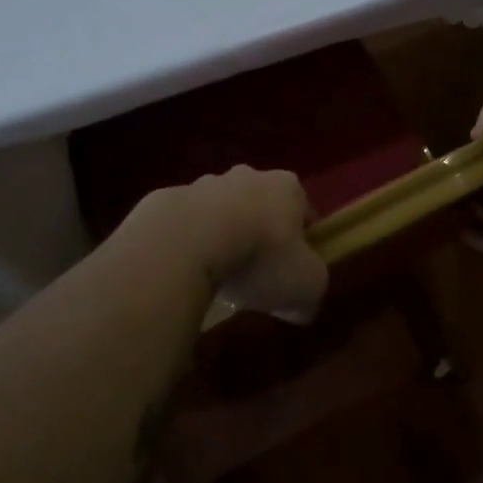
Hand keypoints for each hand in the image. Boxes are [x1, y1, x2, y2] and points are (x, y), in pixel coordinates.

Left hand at [139, 166, 327, 323]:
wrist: (188, 241)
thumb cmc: (260, 256)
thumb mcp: (306, 286)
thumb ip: (312, 293)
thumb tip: (302, 306)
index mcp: (288, 188)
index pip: (305, 213)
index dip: (304, 244)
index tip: (295, 272)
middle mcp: (249, 175)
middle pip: (262, 208)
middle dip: (261, 236)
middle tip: (255, 275)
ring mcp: (206, 183)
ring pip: (222, 212)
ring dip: (223, 237)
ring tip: (217, 277)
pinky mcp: (170, 198)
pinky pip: (187, 224)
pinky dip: (190, 243)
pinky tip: (187, 271)